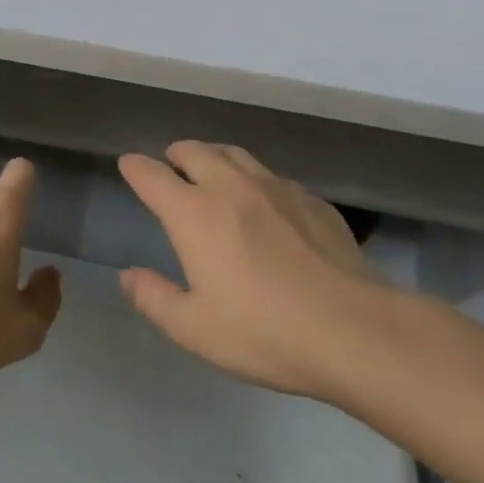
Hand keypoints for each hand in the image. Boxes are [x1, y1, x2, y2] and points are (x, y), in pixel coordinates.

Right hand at [118, 141, 391, 396]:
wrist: (355, 331)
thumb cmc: (264, 332)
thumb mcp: (194, 328)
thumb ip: (153, 298)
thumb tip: (128, 275)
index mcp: (194, 213)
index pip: (152, 175)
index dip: (135, 167)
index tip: (128, 165)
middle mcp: (231, 187)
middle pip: (194, 150)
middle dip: (175, 154)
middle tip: (170, 167)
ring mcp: (276, 188)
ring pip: (235, 154)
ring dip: (214, 157)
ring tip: (212, 172)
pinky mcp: (312, 200)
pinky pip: (273, 177)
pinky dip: (255, 180)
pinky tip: (265, 204)